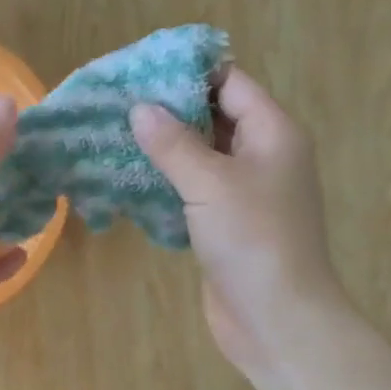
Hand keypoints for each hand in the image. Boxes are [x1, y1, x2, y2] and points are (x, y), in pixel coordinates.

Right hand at [131, 68, 346, 375]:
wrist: (276, 318)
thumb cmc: (253, 240)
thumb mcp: (210, 183)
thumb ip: (173, 143)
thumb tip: (139, 108)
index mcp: (273, 133)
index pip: (231, 83)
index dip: (188, 73)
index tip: (140, 71)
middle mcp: (262, 156)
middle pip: (214, 118)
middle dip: (169, 111)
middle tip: (117, 105)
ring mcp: (245, 193)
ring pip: (201, 157)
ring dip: (163, 149)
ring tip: (114, 137)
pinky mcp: (226, 225)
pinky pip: (194, 191)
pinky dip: (166, 183)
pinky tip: (130, 181)